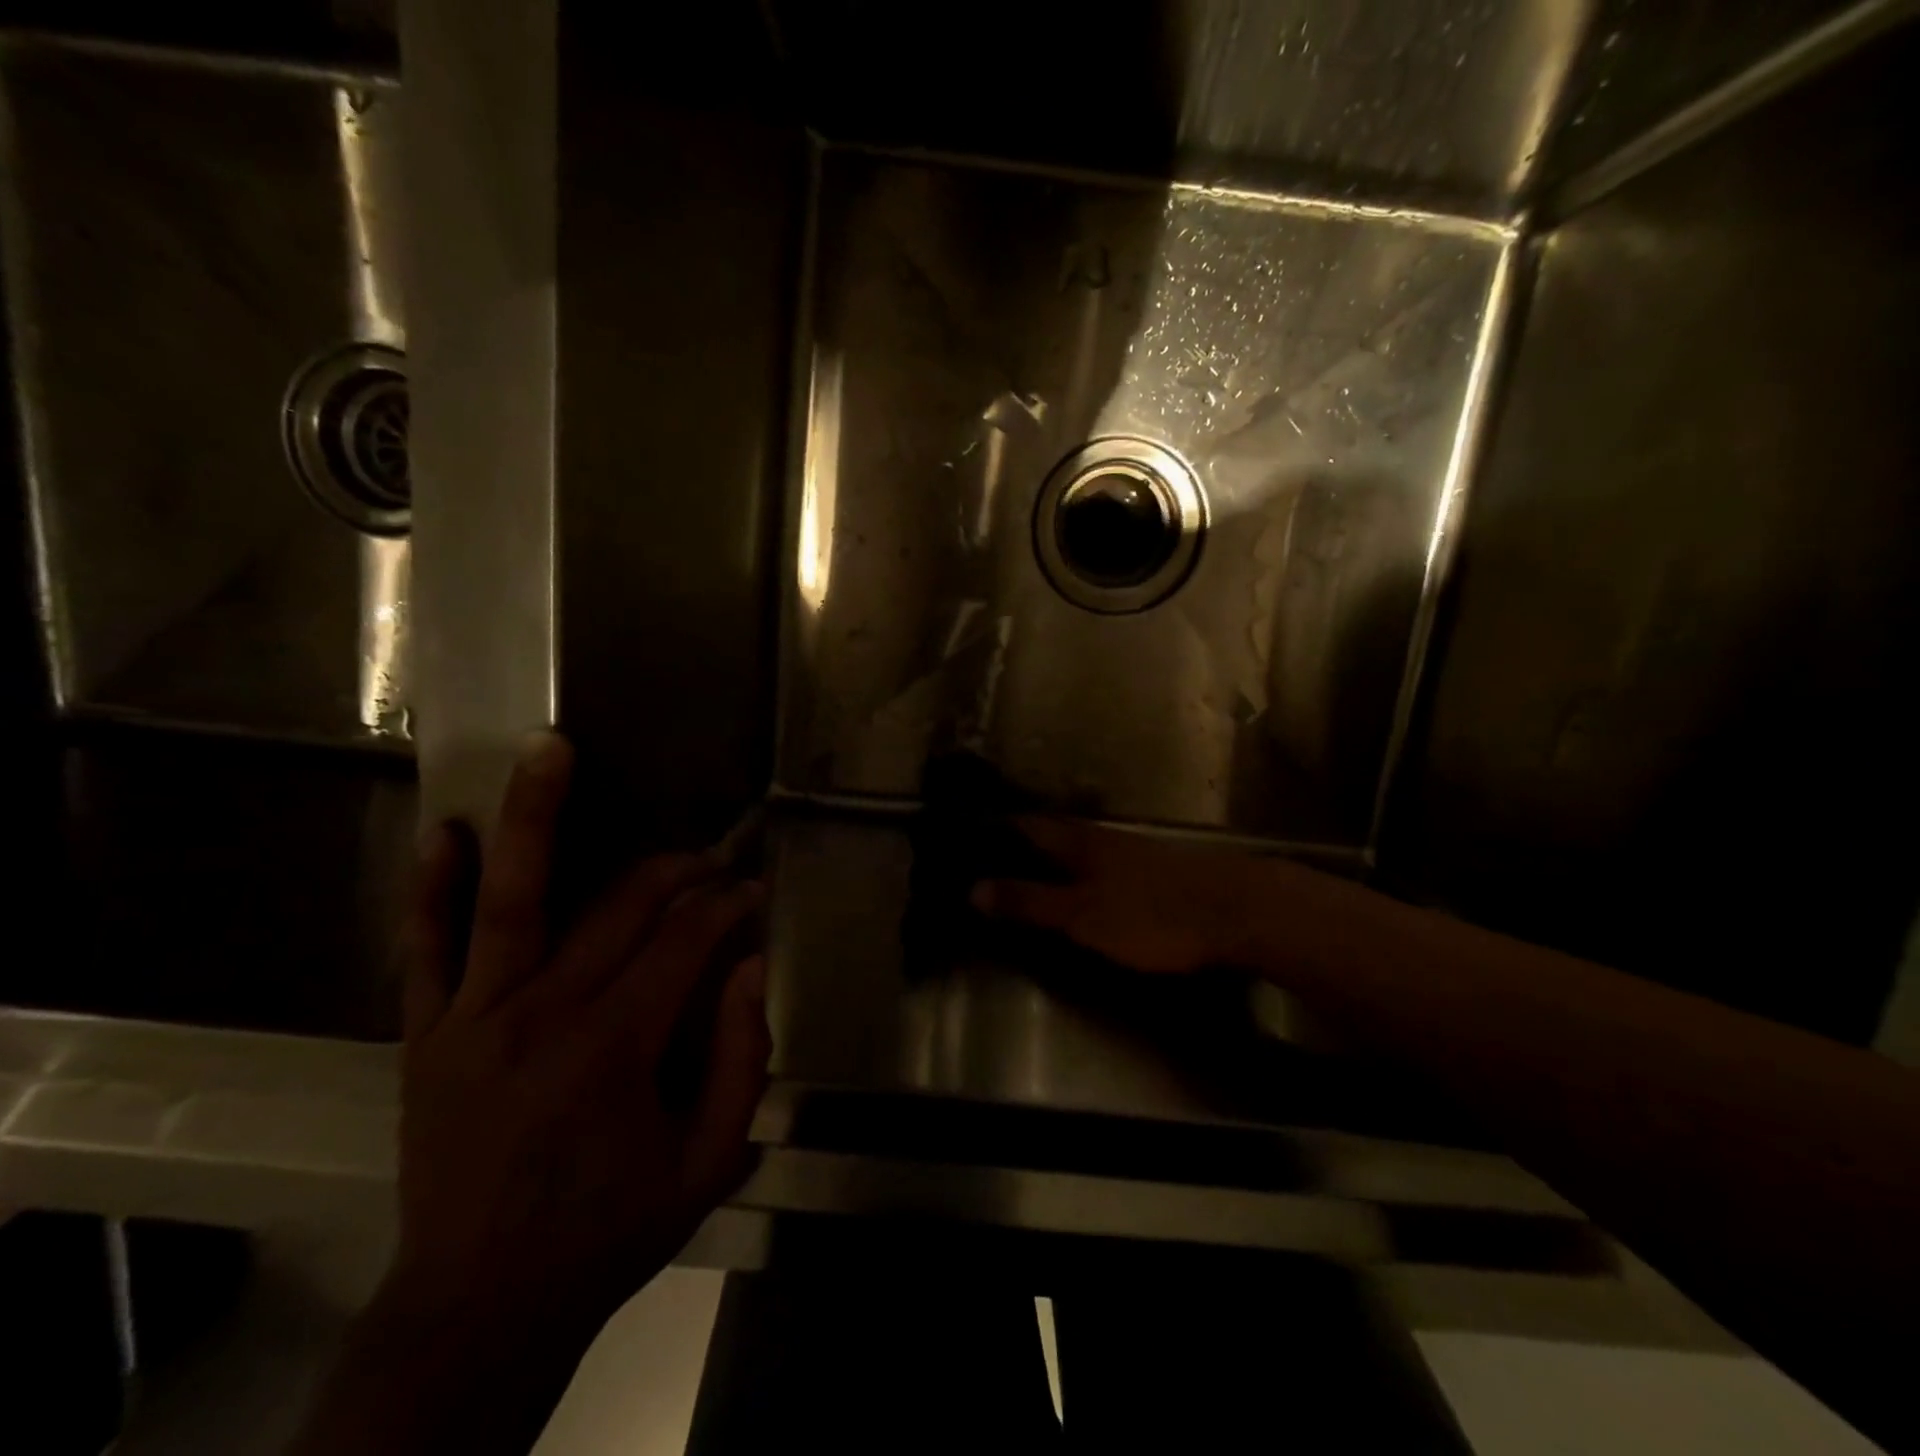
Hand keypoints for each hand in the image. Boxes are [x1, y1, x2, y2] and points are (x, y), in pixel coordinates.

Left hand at [395, 733, 769, 1326]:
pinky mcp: (428, 1034)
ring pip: (512, 898)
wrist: (478, 1307)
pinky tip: (448, 832)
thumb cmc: (609, 1231)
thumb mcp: (708, 1162)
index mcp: (617, 1046)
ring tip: (550, 749)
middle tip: (712, 855)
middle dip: (678, 868)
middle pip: (622, 906)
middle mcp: (545, 1013)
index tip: (754, 893)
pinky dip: (434, 889)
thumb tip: (750, 966)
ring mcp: (476, 1017)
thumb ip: (742, 1059)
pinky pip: (426, 950)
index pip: (686, 940)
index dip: (729, 905)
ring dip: (536, 816)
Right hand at [971, 817, 1272, 974]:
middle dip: (1023, 844)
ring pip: (1081, 848)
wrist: (1239, 912)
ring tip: (1029, 873)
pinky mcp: (1159, 871)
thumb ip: (1030, 902)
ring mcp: (1135, 852)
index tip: (969, 838)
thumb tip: (973, 888)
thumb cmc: (1151, 915)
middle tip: (990, 860)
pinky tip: (1086, 888)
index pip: (1027, 826)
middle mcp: (1104, 838)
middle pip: (1054, 834)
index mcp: (1079, 842)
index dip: (998, 831)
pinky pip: (1107, 865)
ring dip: (1054, 858)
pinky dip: (1084, 873)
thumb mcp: (1082, 916)